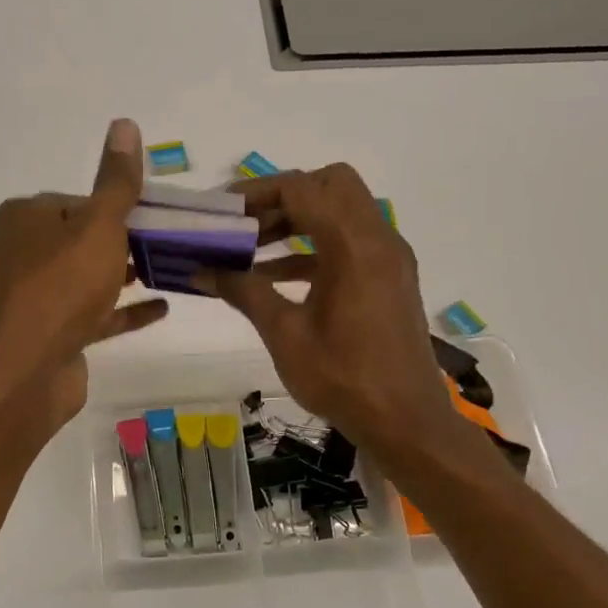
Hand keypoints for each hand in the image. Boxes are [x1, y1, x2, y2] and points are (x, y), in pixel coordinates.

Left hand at [0, 119, 168, 439]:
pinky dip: (124, 311)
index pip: (78, 202)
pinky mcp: (49, 334)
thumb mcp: (98, 226)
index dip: (118, 208)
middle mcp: (21, 253)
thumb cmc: (61, 288)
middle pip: (83, 240)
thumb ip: (116, 182)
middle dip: (127, 242)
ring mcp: (33, 298)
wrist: (25, 372)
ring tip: (172, 269)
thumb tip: (124, 123)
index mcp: (24, 219)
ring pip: (87, 278)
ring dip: (126, 275)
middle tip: (174, 243)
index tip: (158, 217)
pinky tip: (162, 308)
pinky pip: (92, 315)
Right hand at [209, 164, 505, 483]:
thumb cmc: (344, 379)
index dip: (257, 193)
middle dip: (283, 197)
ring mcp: (388, 257)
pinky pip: (349, 242)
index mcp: (354, 246)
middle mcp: (378, 239)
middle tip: (244, 224)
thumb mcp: (285, 335)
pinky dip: (313, 247)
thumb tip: (201, 271)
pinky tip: (273, 277)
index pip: (302, 188)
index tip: (221, 212)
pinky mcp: (388, 277)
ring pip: (341, 211)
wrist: (407, 422)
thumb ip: (244, 292)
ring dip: (297, 221)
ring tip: (249, 249)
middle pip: (330, 184)